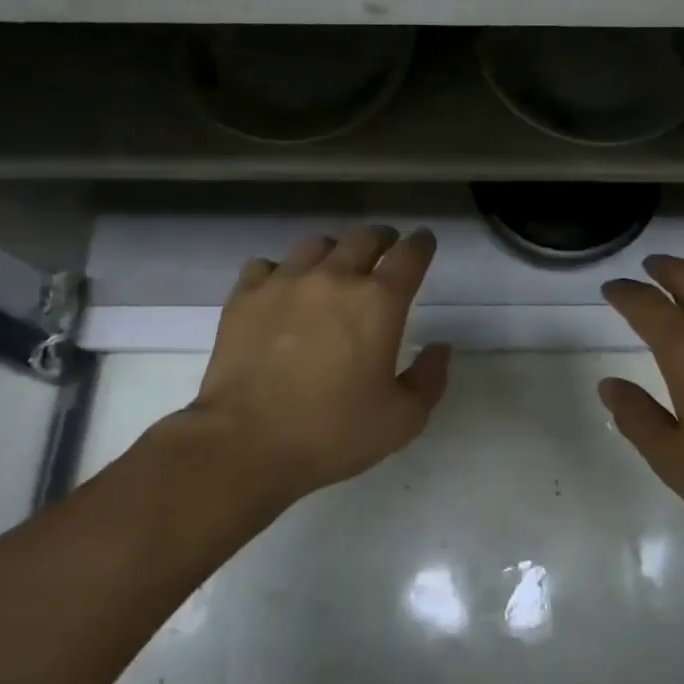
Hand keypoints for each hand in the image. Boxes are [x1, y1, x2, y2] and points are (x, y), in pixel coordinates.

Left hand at [159, 226, 451, 509]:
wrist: (244, 445)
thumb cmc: (332, 433)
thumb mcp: (402, 420)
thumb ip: (430, 379)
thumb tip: (440, 348)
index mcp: (379, 302)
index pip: (410, 255)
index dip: (422, 244)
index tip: (424, 242)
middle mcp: (334, 278)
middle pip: (365, 238)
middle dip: (382, 239)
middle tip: (385, 250)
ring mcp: (285, 282)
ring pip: (316, 244)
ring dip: (334, 251)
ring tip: (334, 267)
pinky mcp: (245, 296)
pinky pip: (267, 265)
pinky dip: (281, 271)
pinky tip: (282, 290)